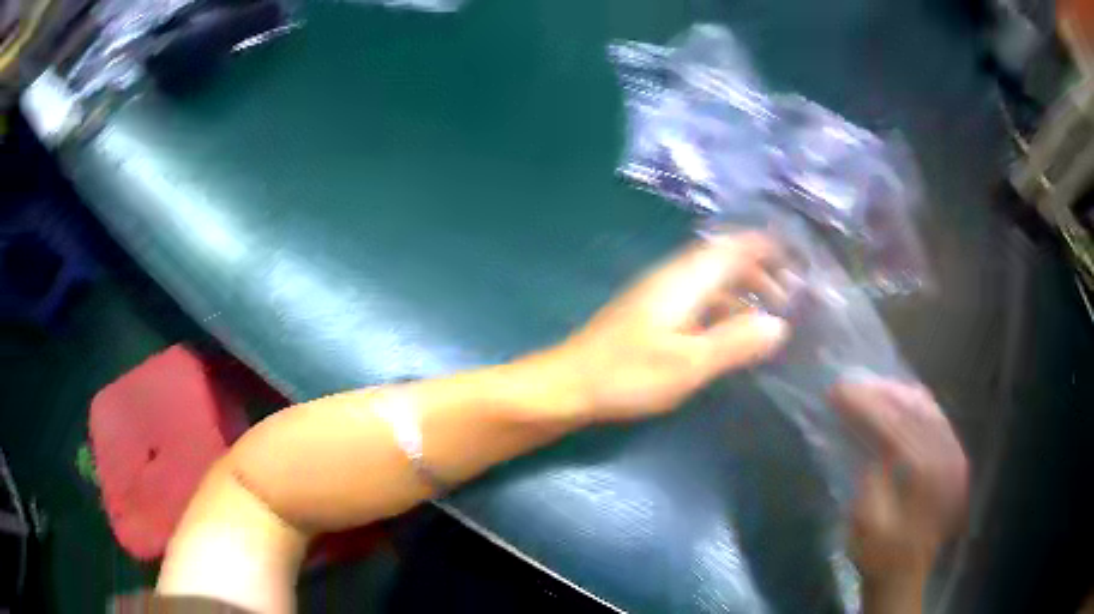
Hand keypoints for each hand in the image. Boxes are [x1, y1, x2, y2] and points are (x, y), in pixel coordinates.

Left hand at [554, 232, 789, 420]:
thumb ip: (735, 342)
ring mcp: (658, 297)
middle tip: (788, 293)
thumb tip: (779, 325)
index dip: (762, 245)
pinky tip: (729, 332)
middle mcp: (671, 279)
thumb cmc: (627, 374)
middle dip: (757, 271)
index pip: (730, 248)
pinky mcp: (650, 317)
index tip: (793, 252)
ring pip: (709, 282)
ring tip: (768, 314)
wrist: (568, 385)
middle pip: (721, 261)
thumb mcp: (689, 363)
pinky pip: (697, 301)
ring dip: (740, 291)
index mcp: (683, 280)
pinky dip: (721, 309)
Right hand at [831, 378, 967, 586]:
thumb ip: (870, 473)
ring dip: (899, 395)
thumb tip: (863, 434)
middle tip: (852, 384)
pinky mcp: (955, 458)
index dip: (865, 405)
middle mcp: (946, 456)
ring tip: (872, 388)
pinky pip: (938, 419)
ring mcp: (955, 455)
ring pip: (928, 409)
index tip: (838, 390)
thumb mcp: (866, 520)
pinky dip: (917, 406)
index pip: (894, 425)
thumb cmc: (880, 554)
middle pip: (914, 409)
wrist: (905, 577)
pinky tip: (901, 401)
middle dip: (881, 393)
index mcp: (924, 474)